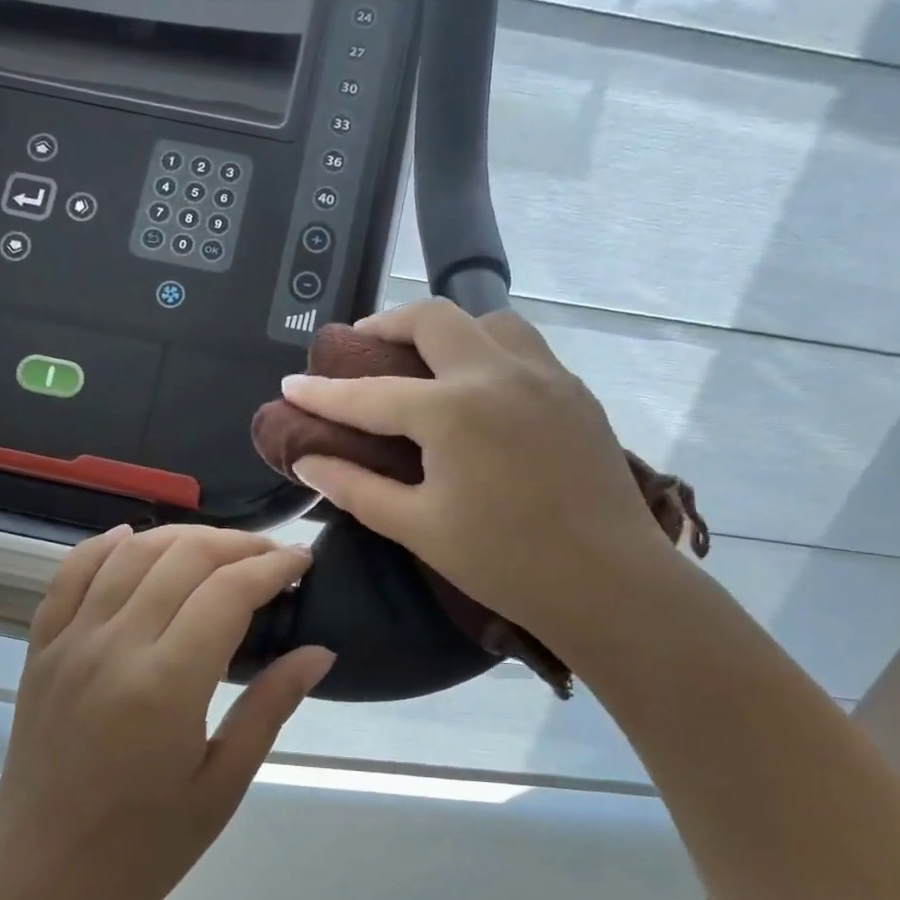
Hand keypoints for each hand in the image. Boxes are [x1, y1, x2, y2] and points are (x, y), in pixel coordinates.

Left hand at [0, 525, 332, 899]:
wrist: (38, 886)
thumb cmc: (142, 849)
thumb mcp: (222, 786)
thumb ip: (270, 706)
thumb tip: (320, 651)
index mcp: (165, 684)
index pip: (229, 591)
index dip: (273, 566)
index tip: (304, 562)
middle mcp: (114, 646)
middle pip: (183, 557)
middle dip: (237, 544)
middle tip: (271, 558)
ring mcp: (69, 642)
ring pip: (131, 552)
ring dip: (182, 538)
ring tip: (219, 551)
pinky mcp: (40, 649)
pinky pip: (71, 574)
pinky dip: (106, 546)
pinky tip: (132, 541)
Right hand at [281, 298, 677, 643]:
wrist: (609, 581)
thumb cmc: (504, 562)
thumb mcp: (418, 527)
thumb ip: (356, 487)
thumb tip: (307, 458)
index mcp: (453, 411)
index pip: (370, 393)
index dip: (323, 392)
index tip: (290, 385)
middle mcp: (498, 373)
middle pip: (432, 318)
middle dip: (385, 326)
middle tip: (360, 350)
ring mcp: (544, 375)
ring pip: (487, 320)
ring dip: (446, 330)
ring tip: (425, 362)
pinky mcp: (574, 390)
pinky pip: (523, 346)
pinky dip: (488, 348)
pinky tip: (480, 387)